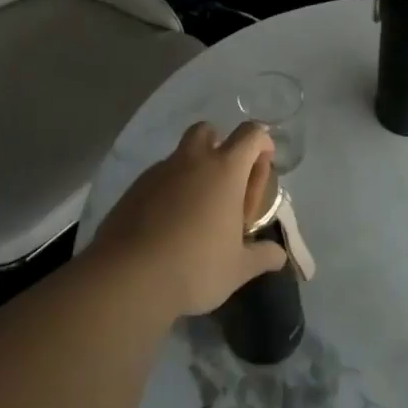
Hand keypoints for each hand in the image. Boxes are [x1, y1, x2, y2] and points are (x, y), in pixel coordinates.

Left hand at [91, 122, 287, 318]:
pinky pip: (159, 177)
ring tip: (198, 210)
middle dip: (221, 145)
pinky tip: (169, 222)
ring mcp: (159, 172)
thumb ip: (262, 256)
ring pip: (181, 154)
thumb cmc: (195, 268)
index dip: (262, 143)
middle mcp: (192, 161)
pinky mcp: (134, 188)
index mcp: (225, 171)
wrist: (128, 278)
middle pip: (208, 130)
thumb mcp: (238, 269)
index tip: (264, 165)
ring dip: (194, 169)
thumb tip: (278, 255)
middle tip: (227, 183)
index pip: (251, 135)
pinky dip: (170, 189)